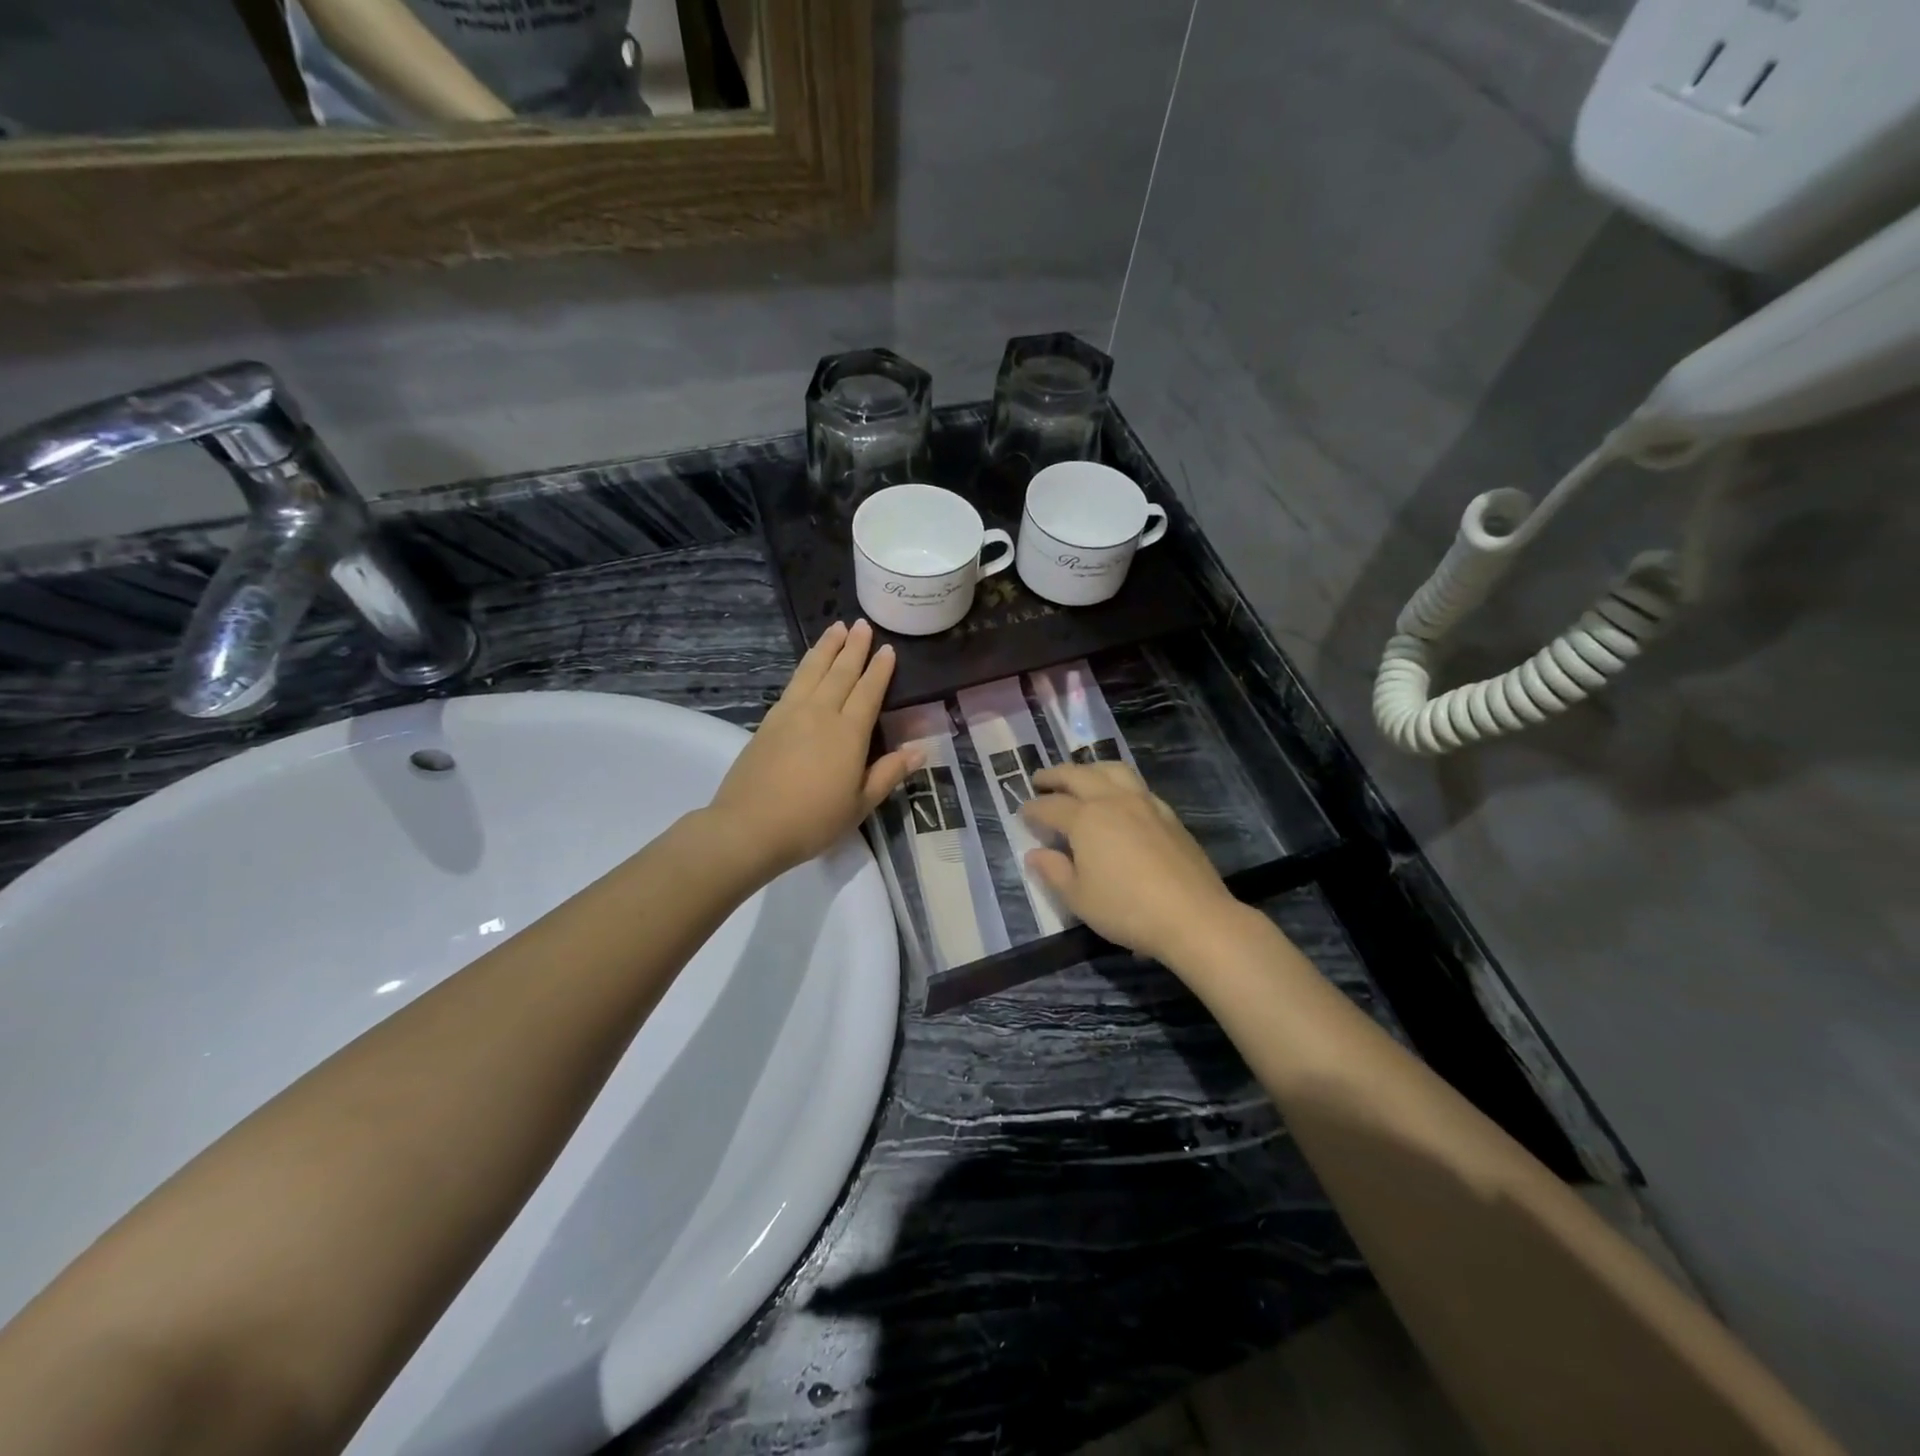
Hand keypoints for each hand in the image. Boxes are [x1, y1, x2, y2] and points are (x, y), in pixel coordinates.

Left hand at [706, 621, 920, 879]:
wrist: (750, 826)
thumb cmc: (812, 820)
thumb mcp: (859, 804)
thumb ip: (888, 774)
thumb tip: (919, 751)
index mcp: (849, 733)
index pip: (868, 692)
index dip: (879, 670)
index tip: (888, 649)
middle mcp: (821, 713)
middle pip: (840, 672)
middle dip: (854, 647)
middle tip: (862, 624)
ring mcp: (791, 714)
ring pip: (813, 670)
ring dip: (826, 647)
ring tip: (836, 627)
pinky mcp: (769, 721)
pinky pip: (792, 683)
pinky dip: (804, 666)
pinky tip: (808, 664)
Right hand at [1020, 762, 1242, 967]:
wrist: (1193, 916)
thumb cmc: (1126, 909)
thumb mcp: (1078, 898)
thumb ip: (1053, 872)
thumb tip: (1035, 854)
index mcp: (1085, 819)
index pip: (1050, 807)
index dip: (1032, 809)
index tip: (1021, 814)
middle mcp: (1113, 801)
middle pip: (1078, 776)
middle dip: (1055, 776)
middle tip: (1040, 780)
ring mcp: (1144, 803)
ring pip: (1112, 770)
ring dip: (1089, 769)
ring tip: (1080, 777)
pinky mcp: (1168, 814)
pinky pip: (1136, 785)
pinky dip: (1118, 783)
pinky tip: (1119, 798)